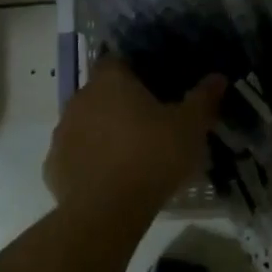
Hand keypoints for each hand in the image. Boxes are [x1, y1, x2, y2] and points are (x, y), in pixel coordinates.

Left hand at [45, 58, 224, 220]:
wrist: (105, 211)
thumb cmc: (152, 157)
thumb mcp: (190, 127)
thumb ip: (203, 99)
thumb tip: (218, 77)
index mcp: (110, 81)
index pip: (118, 60)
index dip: (135, 71)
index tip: (155, 87)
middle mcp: (80, 98)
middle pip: (101, 92)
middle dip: (121, 104)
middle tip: (149, 124)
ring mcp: (62, 133)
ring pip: (86, 124)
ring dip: (103, 133)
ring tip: (131, 154)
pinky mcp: (53, 166)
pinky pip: (75, 156)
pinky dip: (90, 162)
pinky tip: (110, 179)